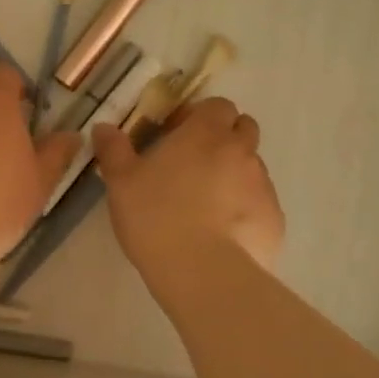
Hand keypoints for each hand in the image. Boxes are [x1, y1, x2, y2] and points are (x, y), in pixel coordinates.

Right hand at [92, 97, 284, 295]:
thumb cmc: (155, 216)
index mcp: (206, 133)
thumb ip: (114, 149)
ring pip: (252, 168)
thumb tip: (104, 127)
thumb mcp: (121, 182)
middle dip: (223, 139)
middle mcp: (242, 151)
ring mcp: (264, 185)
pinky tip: (222, 234)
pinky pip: (259, 203)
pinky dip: (244, 209)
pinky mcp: (274, 219)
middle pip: (243, 129)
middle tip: (193, 165)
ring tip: (205, 206)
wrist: (203, 272)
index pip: (217, 105)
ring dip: (233, 175)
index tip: (177, 135)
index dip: (199, 116)